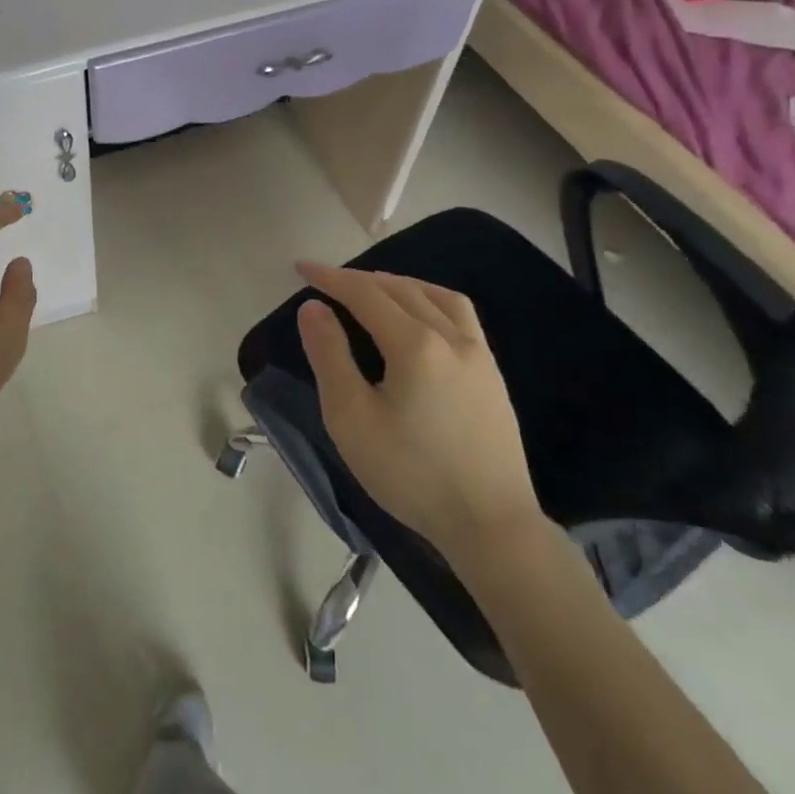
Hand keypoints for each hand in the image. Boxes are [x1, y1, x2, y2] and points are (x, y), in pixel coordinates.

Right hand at [294, 262, 543, 565]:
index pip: (365, 294)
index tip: (302, 267)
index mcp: (415, 345)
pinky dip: (430, 299)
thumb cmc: (410, 473)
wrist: (490, 525)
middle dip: (359, 279)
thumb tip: (313, 307)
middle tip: (327, 280)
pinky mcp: (492, 375)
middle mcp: (451, 337)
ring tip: (373, 288)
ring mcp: (479, 354)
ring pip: (436, 296)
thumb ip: (329, 355)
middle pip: (400, 289)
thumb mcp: (350, 417)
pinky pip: (460, 315)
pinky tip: (420, 316)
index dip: (331, 277)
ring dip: (399, 283)